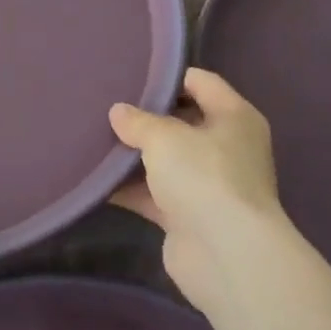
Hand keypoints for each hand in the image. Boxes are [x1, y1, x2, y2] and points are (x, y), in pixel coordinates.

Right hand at [110, 68, 287, 314]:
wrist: (226, 255)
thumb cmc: (204, 177)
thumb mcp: (164, 137)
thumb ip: (138, 121)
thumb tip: (118, 112)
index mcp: (235, 117)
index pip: (201, 82)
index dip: (168, 76)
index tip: (131, 74)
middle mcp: (227, 147)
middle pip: (182, 121)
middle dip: (146, 117)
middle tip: (107, 106)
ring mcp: (209, 184)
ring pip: (166, 160)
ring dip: (135, 155)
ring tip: (95, 138)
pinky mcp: (190, 216)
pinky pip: (154, 194)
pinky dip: (130, 188)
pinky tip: (96, 180)